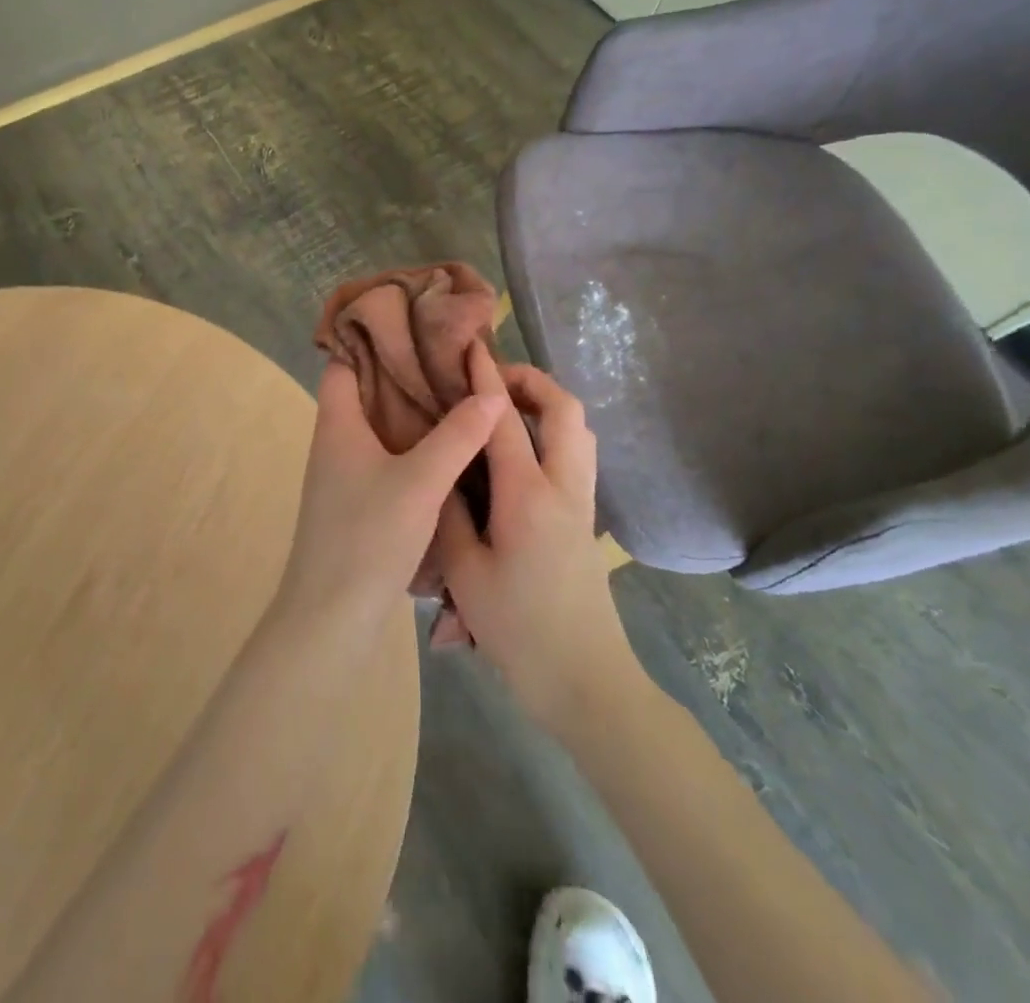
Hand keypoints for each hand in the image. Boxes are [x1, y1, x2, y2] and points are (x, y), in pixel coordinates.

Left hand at [273, 360, 503, 634]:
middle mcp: (334, 443)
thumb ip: (458, 435)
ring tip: (457, 394)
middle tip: (452, 359)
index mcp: (337, 424)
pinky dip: (411, 446)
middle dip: (405, 374)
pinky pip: (385, 458)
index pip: (345, 361)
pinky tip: (447, 449)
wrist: (331, 618)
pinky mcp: (356, 503)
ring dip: (411, 412)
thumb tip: (491, 391)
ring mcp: (343, 475)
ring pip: (378, 427)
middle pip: (366, 392)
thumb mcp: (420, 481)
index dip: (374, 339)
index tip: (417, 325)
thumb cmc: (367, 537)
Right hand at [435, 346, 636, 727]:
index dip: (484, 379)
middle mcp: (563, 487)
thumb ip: (450, 515)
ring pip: (578, 431)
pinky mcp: (586, 521)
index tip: (470, 348)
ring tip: (507, 409)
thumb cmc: (519, 630)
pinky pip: (576, 455)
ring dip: (547, 405)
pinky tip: (520, 454)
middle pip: (564, 410)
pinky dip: (553, 432)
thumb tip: (443, 473)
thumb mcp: (466, 573)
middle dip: (532, 380)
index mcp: (528, 495)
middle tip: (493, 379)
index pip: (503, 419)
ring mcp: (582, 503)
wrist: (585, 681)